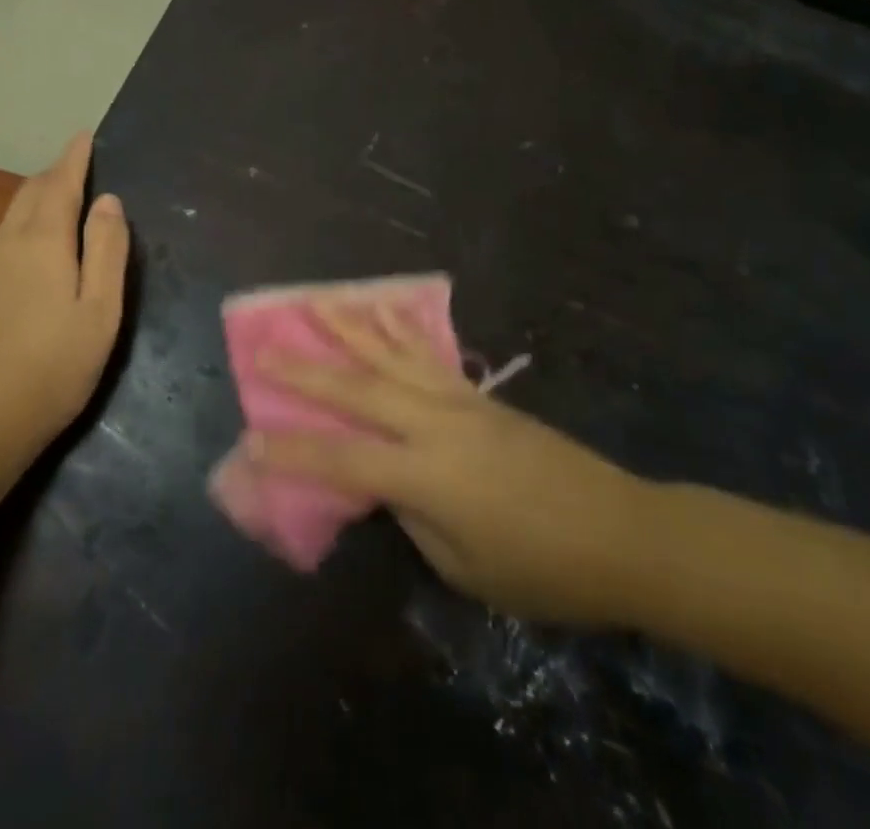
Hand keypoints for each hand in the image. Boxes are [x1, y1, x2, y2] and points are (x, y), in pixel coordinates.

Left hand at [0, 132, 129, 460]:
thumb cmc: (50, 371)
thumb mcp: (99, 312)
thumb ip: (107, 251)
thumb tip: (108, 201)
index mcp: (42, 242)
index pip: (59, 183)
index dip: (73, 157)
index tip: (83, 135)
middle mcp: (2, 245)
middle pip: (27, 196)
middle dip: (52, 177)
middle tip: (74, 170)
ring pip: (7, 224)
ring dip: (32, 209)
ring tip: (54, 215)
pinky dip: (14, 244)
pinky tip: (20, 273)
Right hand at [249, 303, 644, 623]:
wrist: (620, 532)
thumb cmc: (542, 569)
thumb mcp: (465, 566)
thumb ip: (415, 516)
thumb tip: (387, 482)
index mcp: (427, 474)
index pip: (343, 460)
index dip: (293, 453)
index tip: (249, 441)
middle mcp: (435, 424)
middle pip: (358, 391)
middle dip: (306, 371)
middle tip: (263, 348)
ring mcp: (459, 401)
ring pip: (391, 356)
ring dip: (349, 328)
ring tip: (315, 301)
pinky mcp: (478, 394)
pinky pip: (428, 354)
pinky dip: (399, 329)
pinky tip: (383, 308)